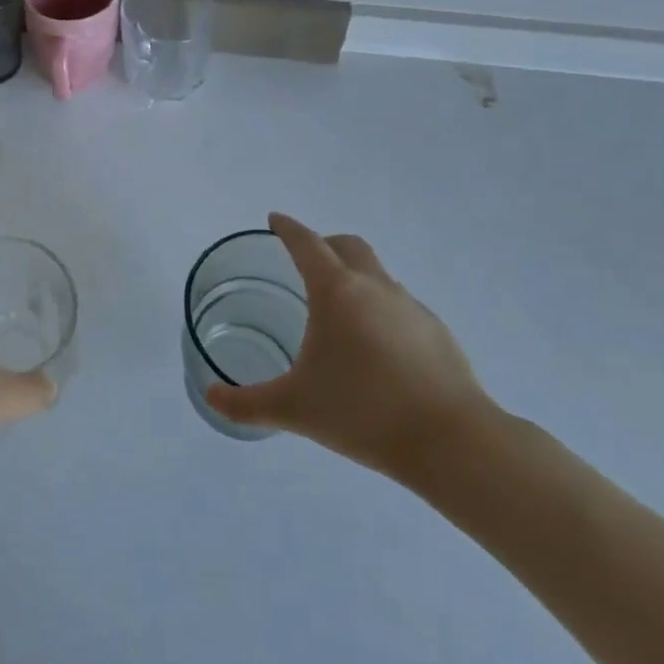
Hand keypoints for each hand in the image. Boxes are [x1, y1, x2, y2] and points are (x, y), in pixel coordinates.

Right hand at [204, 213, 496, 482]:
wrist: (453, 443)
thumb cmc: (363, 413)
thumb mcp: (293, 409)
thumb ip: (246, 403)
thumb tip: (210, 398)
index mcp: (335, 291)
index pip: (306, 243)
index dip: (287, 228)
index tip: (274, 220)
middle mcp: (374, 287)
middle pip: (348, 245)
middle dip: (324, 243)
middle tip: (306, 260)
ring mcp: (411, 307)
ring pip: (378, 274)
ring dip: (355, 277)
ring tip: (340, 313)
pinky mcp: (438, 333)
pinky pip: (401, 306)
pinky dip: (381, 310)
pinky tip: (377, 349)